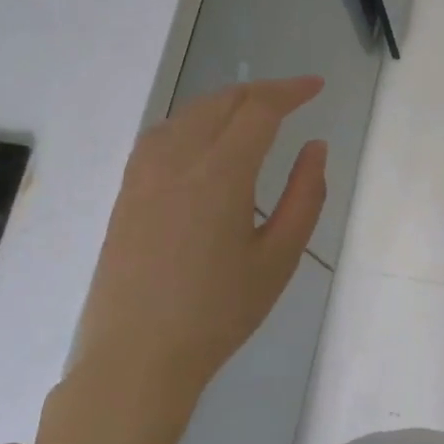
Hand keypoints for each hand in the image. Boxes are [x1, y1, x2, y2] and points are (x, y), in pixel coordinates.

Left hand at [37, 77, 326, 443]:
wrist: (138, 356)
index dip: (290, 91)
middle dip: (261, 92)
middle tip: (293, 99)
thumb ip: (305, 196)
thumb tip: (315, 148)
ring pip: (188, 114)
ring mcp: (144, 174)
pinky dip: (193, 121)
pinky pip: (162, 134)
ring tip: (254, 114)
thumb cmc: (220, 312)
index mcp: (220, 174)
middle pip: (221, 102)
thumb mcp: (279, 258)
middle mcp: (177, 160)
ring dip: (225, 103)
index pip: (259, 109)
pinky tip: (205, 140)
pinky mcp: (127, 192)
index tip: (316, 87)